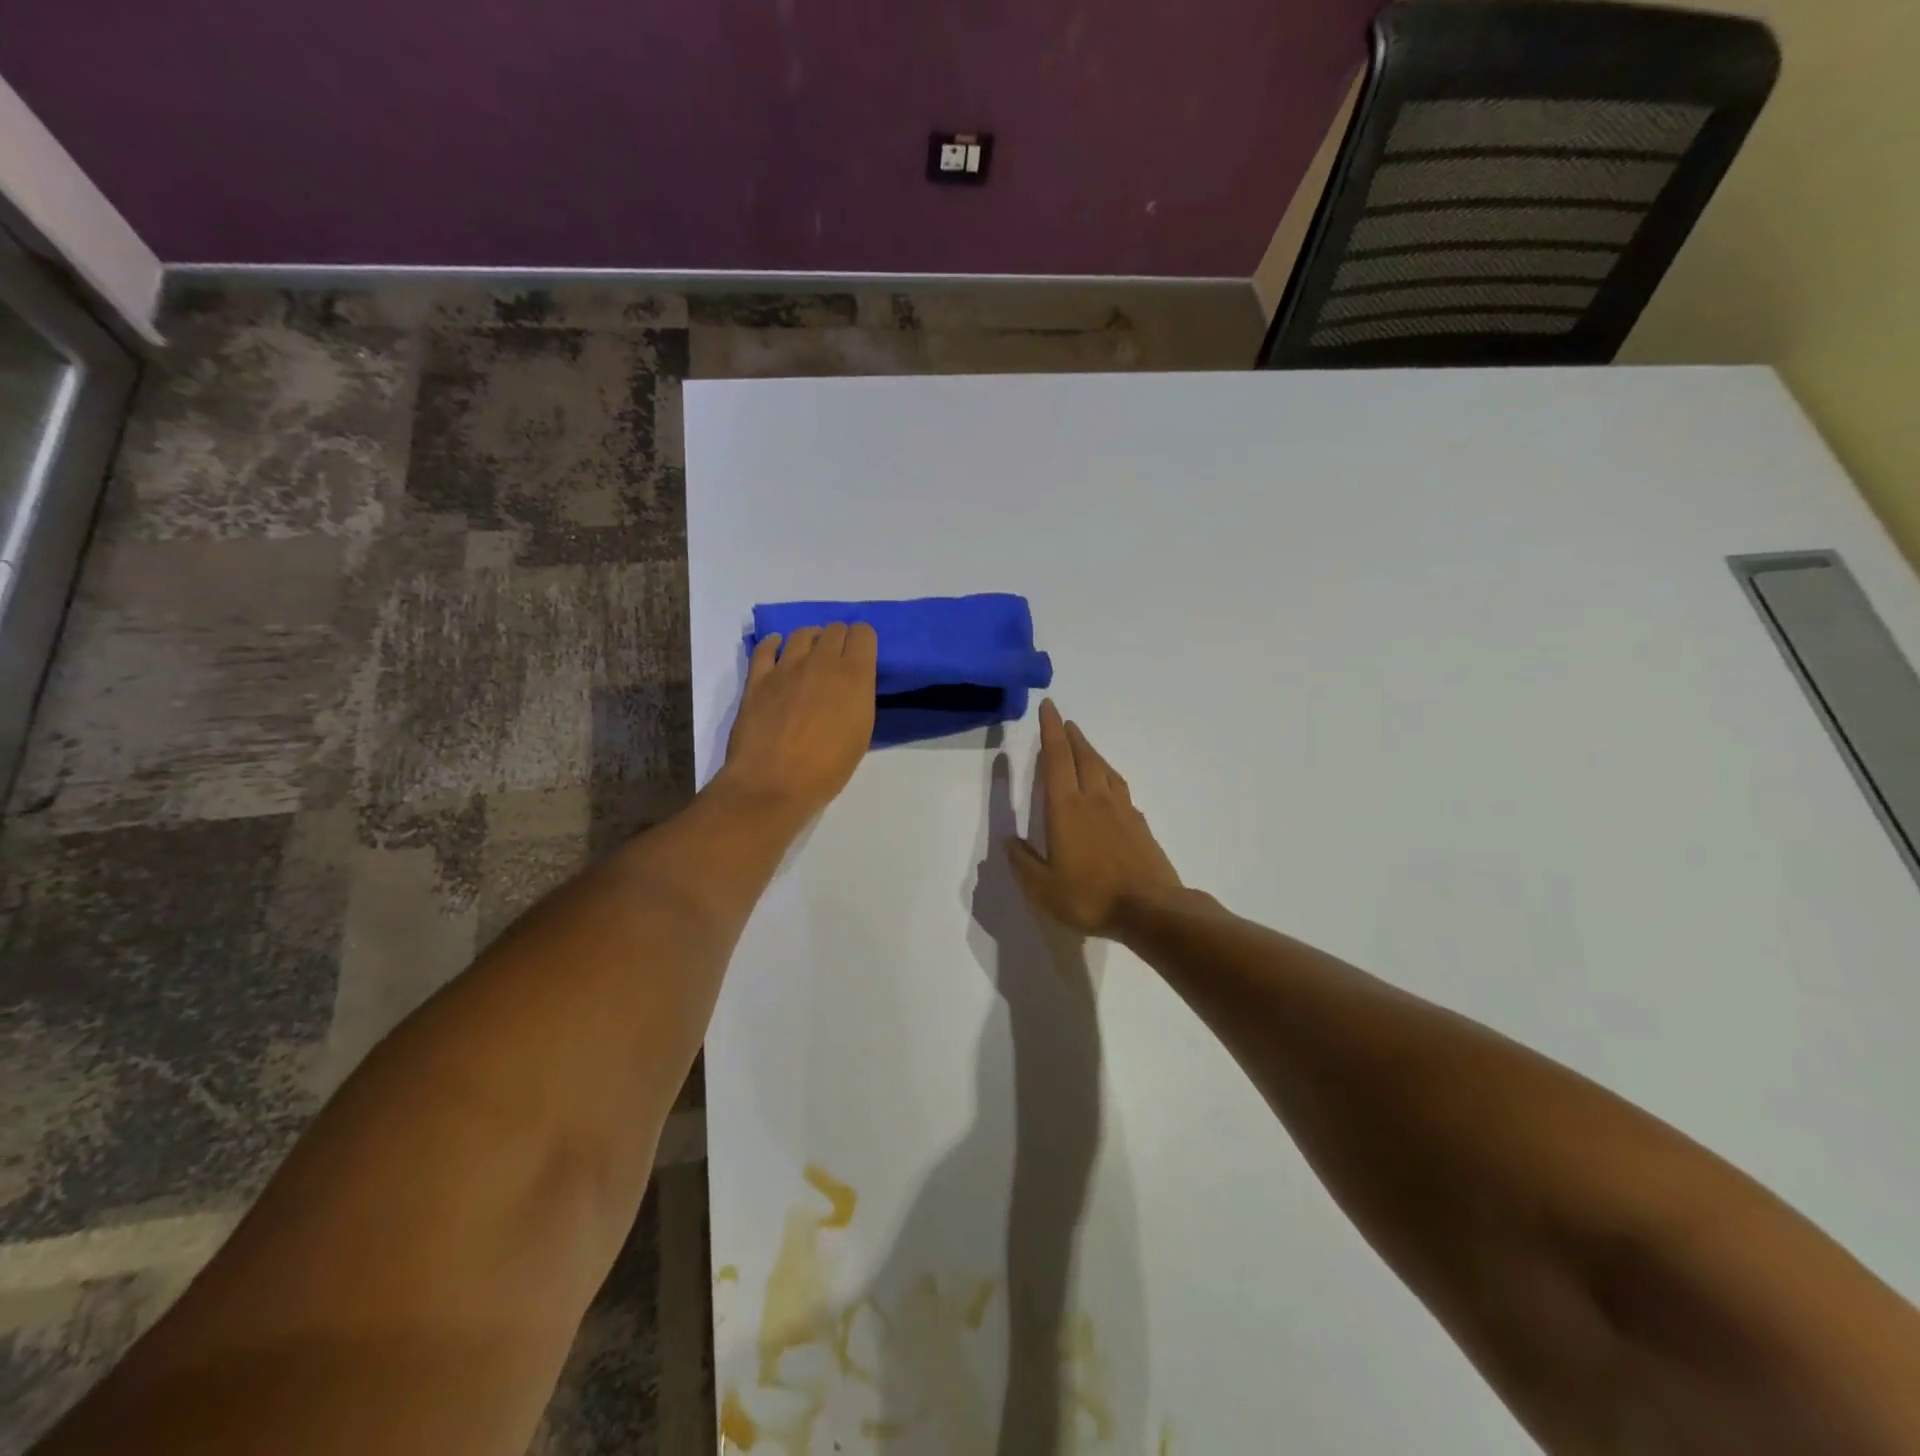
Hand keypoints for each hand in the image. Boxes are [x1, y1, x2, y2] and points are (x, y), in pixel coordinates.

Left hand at [719, 623, 877, 818]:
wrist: (773, 784)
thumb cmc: (826, 769)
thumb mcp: (860, 734)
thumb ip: (858, 699)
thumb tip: (850, 687)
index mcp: (854, 677)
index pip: (864, 633)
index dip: (864, 642)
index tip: (862, 657)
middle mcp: (822, 662)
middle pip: (834, 629)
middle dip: (839, 640)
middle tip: (837, 662)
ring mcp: (786, 667)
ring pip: (802, 633)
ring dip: (811, 640)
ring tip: (809, 657)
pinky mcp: (757, 678)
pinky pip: (765, 647)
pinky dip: (774, 644)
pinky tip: (777, 650)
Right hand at [1005, 699, 1181, 937]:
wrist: (1151, 910)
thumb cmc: (1090, 897)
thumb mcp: (1043, 888)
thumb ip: (1023, 863)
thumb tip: (1008, 840)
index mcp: (1066, 809)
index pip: (1055, 759)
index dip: (1050, 731)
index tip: (1049, 707)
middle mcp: (1095, 800)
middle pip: (1083, 757)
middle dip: (1071, 736)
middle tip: (1064, 722)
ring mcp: (1122, 811)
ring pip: (1105, 770)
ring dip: (1092, 753)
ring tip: (1083, 747)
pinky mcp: (1140, 825)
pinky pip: (1121, 789)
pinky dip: (1109, 778)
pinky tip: (1110, 789)